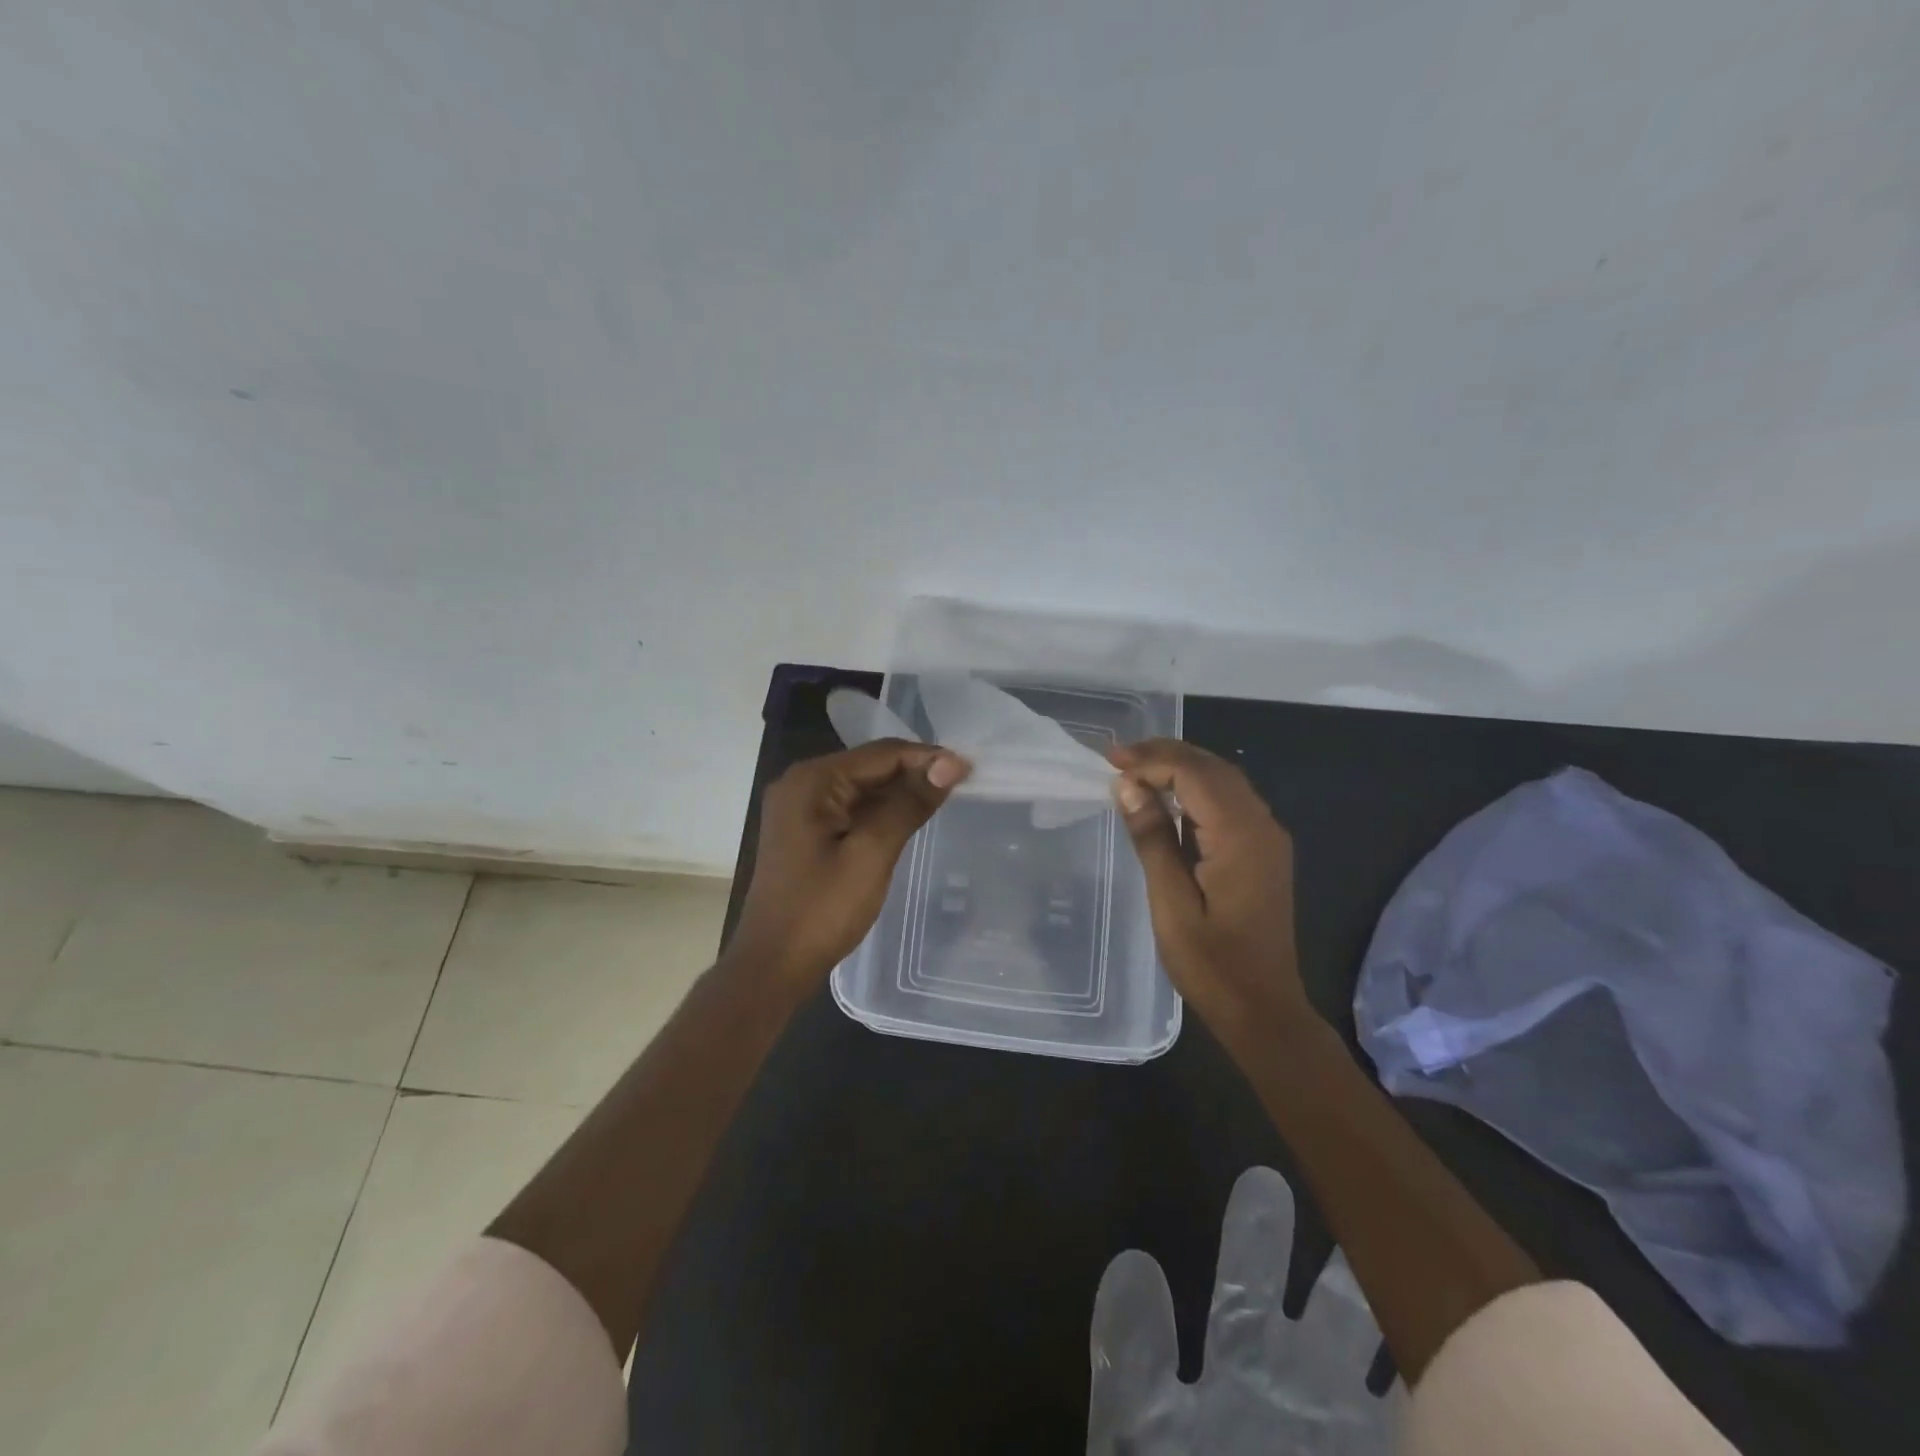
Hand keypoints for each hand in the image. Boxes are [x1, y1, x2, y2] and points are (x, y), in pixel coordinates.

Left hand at [729, 739, 969, 985]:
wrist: (772, 965)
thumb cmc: (822, 910)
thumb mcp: (872, 853)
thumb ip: (909, 803)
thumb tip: (950, 763)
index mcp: (812, 781)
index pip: (880, 754)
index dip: (927, 757)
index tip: (969, 769)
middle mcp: (802, 784)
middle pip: (869, 767)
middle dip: (914, 773)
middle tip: (962, 785)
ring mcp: (800, 808)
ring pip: (862, 788)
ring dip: (900, 793)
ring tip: (944, 799)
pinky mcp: (804, 831)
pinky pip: (850, 808)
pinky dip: (880, 812)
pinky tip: (908, 819)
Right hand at [1108, 740, 1315, 1047]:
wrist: (1264, 1009)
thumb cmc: (1212, 964)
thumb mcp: (1171, 903)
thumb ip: (1152, 839)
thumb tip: (1128, 786)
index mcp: (1240, 836)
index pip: (1194, 773)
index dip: (1151, 760)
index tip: (1110, 762)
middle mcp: (1262, 826)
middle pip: (1213, 768)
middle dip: (1165, 755)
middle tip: (1118, 758)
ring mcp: (1268, 838)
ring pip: (1224, 781)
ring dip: (1181, 768)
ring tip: (1136, 770)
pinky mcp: (1264, 851)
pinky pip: (1229, 802)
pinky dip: (1196, 789)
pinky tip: (1167, 799)